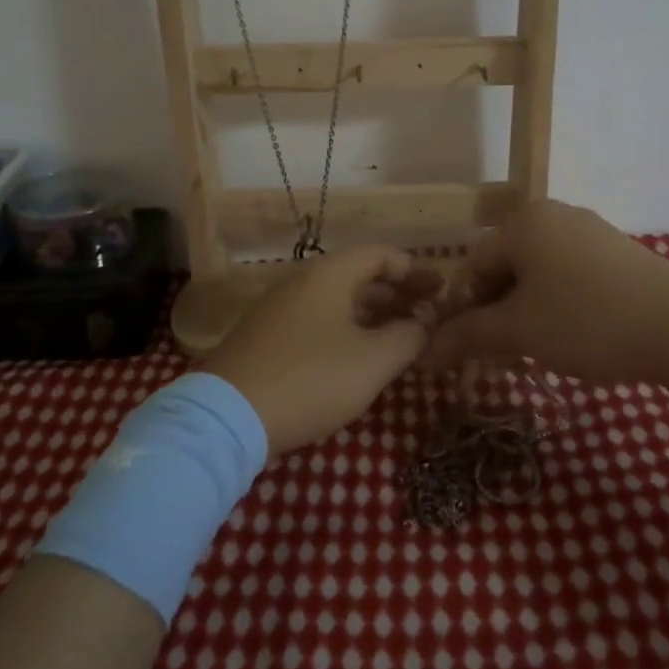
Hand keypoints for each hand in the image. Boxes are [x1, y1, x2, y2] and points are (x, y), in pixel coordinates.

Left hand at [212, 246, 441, 455]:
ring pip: (338, 301)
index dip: (413, 270)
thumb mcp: (372, 361)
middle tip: (427, 317)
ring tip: (400, 339)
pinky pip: (318, 321)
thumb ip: (408, 336)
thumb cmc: (311, 378)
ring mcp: (281, 308)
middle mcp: (303, 280)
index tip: (439, 291)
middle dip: (396, 294)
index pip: (380, 254)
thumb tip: (425, 321)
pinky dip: (347, 330)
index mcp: (330, 273)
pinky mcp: (267, 336)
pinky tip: (359, 358)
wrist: (229, 415)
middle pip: (359, 275)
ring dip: (373, 315)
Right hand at [423, 200, 668, 393]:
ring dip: (525, 314)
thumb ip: (467, 336)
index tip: (466, 351)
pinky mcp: (619, 254)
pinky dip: (557, 306)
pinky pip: (569, 277)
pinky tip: (571, 338)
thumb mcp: (519, 331)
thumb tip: (425, 351)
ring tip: (534, 353)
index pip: (472, 265)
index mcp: (524, 222)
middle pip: (505, 267)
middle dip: (495, 314)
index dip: (462, 310)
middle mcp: (554, 216)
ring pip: (538, 275)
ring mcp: (591, 232)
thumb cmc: (587, 320)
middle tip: (499, 357)